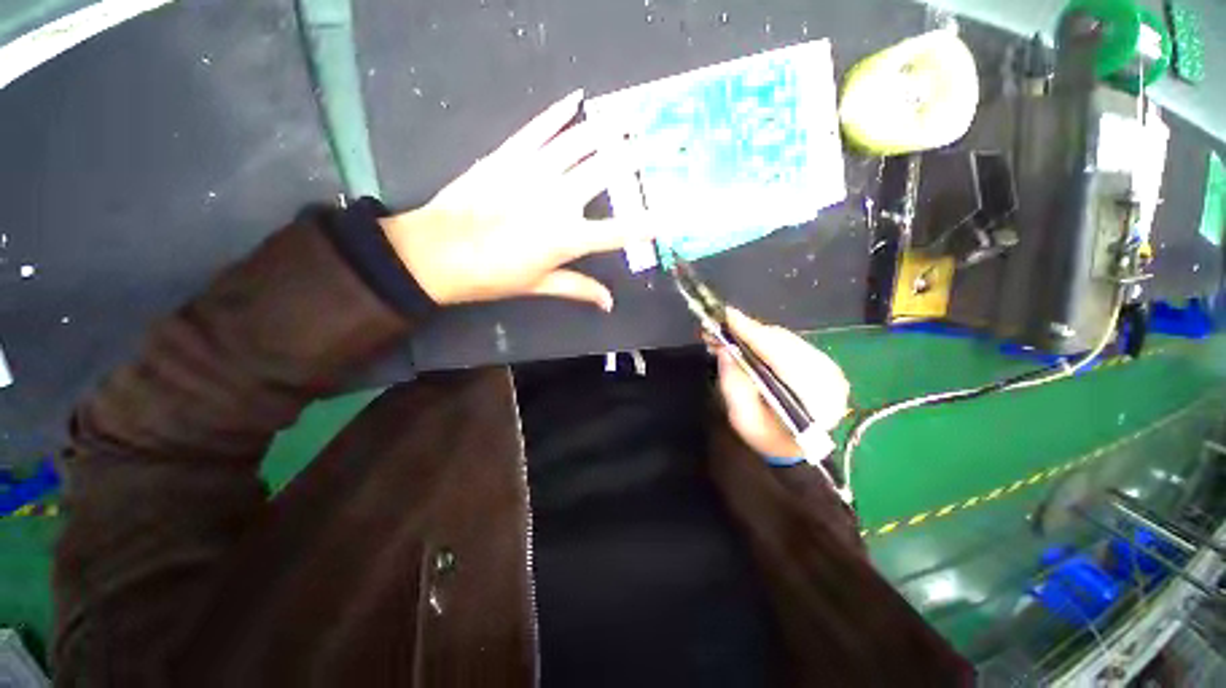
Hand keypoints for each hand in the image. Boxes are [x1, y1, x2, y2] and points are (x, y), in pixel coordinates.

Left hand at [380, 90, 649, 309]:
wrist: (437, 253)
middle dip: (642, 156)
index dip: (649, 224)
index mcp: (567, 237)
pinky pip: (539, 127)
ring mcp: (533, 171)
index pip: (620, 230)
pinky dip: (559, 112)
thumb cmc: (491, 276)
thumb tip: (609, 303)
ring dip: (610, 128)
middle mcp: (558, 199)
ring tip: (633, 118)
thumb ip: (578, 289)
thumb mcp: (539, 286)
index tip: (675, 215)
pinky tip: (577, 100)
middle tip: (669, 139)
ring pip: (580, 142)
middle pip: (608, 171)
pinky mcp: (508, 154)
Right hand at [716, 308, 849, 457]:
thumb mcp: (742, 418)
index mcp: (816, 399)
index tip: (727, 316)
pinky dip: (764, 338)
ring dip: (754, 334)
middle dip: (748, 331)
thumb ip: (734, 384)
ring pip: (786, 339)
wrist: (792, 449)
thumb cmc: (766, 439)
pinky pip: (789, 342)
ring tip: (727, 333)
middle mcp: (830, 378)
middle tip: (718, 327)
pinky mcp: (822, 362)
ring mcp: (830, 368)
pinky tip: (746, 340)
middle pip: (784, 343)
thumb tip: (724, 349)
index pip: (782, 356)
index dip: (753, 334)